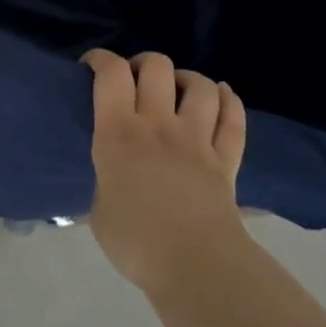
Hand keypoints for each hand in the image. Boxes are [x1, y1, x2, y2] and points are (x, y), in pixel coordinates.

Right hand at [83, 50, 249, 295]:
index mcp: (119, 134)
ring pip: (200, 85)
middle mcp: (158, 125)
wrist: (195, 266)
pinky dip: (229, 100)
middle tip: (135, 80)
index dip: (101, 59)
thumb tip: (111, 181)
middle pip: (156, 67)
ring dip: (187, 79)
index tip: (91, 66)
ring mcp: (197, 138)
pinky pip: (233, 118)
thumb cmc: (136, 242)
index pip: (111, 74)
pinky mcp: (226, 158)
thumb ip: (105, 182)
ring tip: (178, 89)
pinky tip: (222, 95)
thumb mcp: (98, 210)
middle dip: (143, 64)